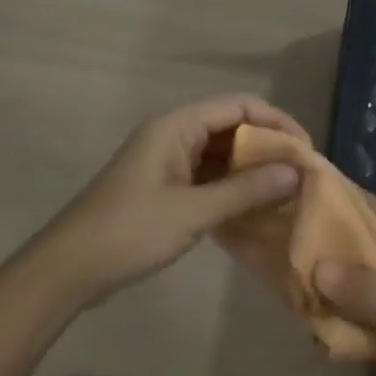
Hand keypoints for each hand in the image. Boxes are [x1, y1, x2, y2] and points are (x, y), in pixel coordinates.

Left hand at [32, 94, 305, 309]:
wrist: (68, 269)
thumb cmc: (130, 231)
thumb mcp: (194, 211)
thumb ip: (246, 190)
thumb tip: (297, 171)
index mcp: (177, 125)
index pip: (240, 106)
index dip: (277, 122)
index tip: (307, 151)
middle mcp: (174, 134)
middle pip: (232, 127)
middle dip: (268, 147)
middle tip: (302, 176)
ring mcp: (168, 161)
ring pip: (222, 154)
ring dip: (253, 170)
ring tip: (287, 193)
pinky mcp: (165, 187)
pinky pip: (209, 177)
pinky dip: (233, 188)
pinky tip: (256, 209)